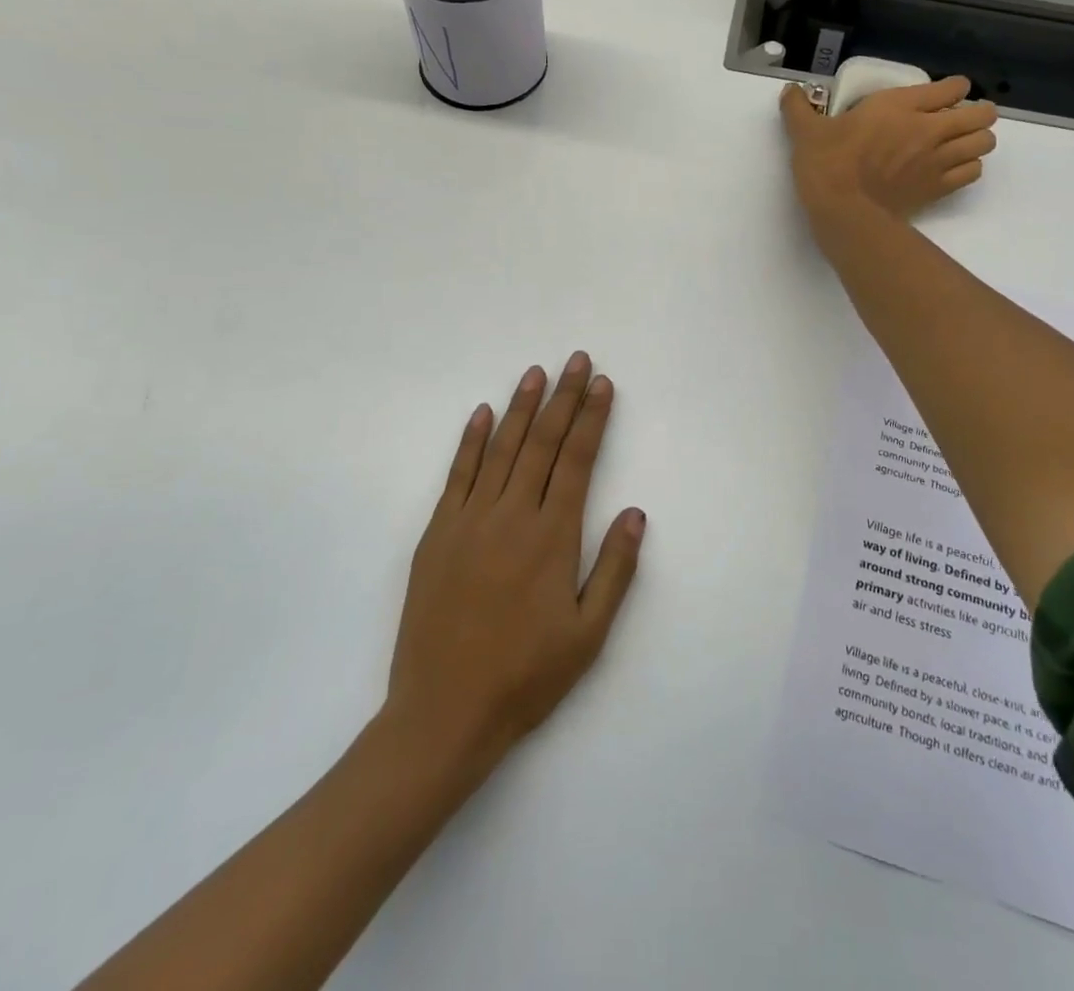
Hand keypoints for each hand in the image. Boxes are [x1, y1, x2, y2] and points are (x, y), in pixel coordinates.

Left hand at [385, 352, 644, 772]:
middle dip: (564, 397)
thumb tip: (635, 512)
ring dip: (522, 407)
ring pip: (502, 449)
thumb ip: (614, 569)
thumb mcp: (588, 634)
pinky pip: (458, 475)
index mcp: (553, 537)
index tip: (603, 384)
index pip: (579, 460)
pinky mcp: (438, 533)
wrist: (444, 712)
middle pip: (544, 443)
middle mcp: (512, 516)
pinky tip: (483, 413)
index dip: (593, 418)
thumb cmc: (526, 676)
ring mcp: (470, 520)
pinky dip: (471, 440)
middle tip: (577, 360)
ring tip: (537, 372)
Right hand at [780, 77, 996, 234]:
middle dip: (978, 113)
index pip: (952, 87)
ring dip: (978, 140)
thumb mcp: (806, 132)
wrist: (844, 211)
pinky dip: (970, 167)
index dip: (955, 88)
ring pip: (983, 143)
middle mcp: (929, 129)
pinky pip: (972, 172)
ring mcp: (938, 160)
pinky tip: (955, 169)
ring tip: (963, 143)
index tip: (946, 93)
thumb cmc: (828, 165)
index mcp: (900, 106)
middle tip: (962, 118)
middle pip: (980, 115)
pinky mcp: (938, 188)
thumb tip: (789, 90)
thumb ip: (798, 108)